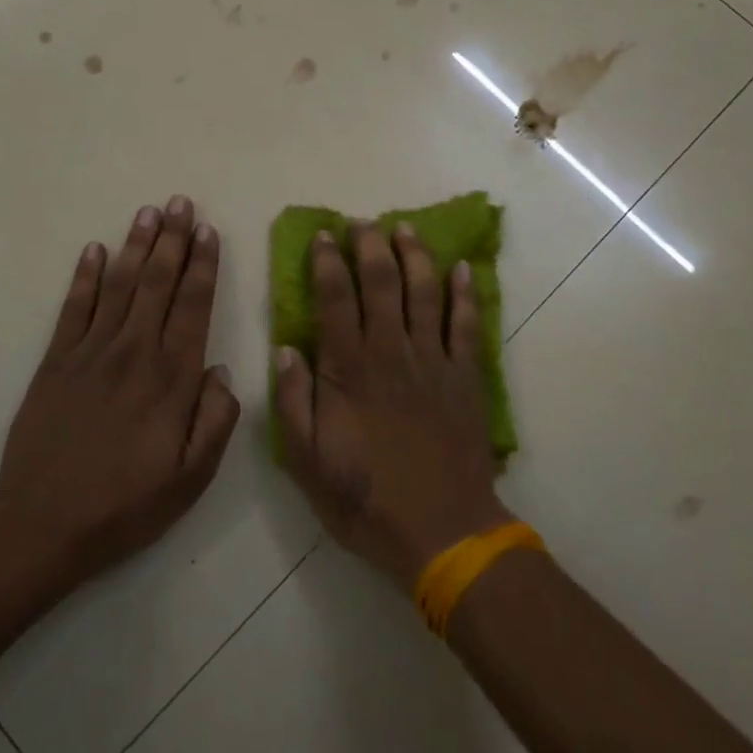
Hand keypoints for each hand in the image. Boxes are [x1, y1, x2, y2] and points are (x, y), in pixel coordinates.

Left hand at [0, 196, 239, 591]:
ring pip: (119, 285)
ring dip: (135, 245)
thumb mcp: (192, 477)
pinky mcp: (55, 361)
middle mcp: (134, 352)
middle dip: (172, 239)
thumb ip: (216, 420)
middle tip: (180, 202)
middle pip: (157, 283)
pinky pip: (73, 308)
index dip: (202, 265)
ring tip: (147, 212)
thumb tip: (221, 371)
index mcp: (172, 377)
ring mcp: (90, 352)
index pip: (193, 306)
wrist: (43, 522)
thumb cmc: (126, 503)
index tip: (208, 230)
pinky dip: (84, 276)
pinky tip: (94, 250)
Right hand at [275, 222, 509, 587]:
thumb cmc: (366, 499)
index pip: (335, 299)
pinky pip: (467, 324)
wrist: (442, 531)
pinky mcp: (466, 376)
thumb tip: (285, 349)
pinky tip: (463, 268)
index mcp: (349, 370)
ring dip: (415, 255)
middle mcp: (391, 352)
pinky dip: (466, 293)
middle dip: (371, 245)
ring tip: (405, 228)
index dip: (328, 262)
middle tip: (362, 222)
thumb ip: (293, 402)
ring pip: (425, 292)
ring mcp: (434, 361)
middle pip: (382, 283)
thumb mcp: (306, 462)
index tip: (324, 236)